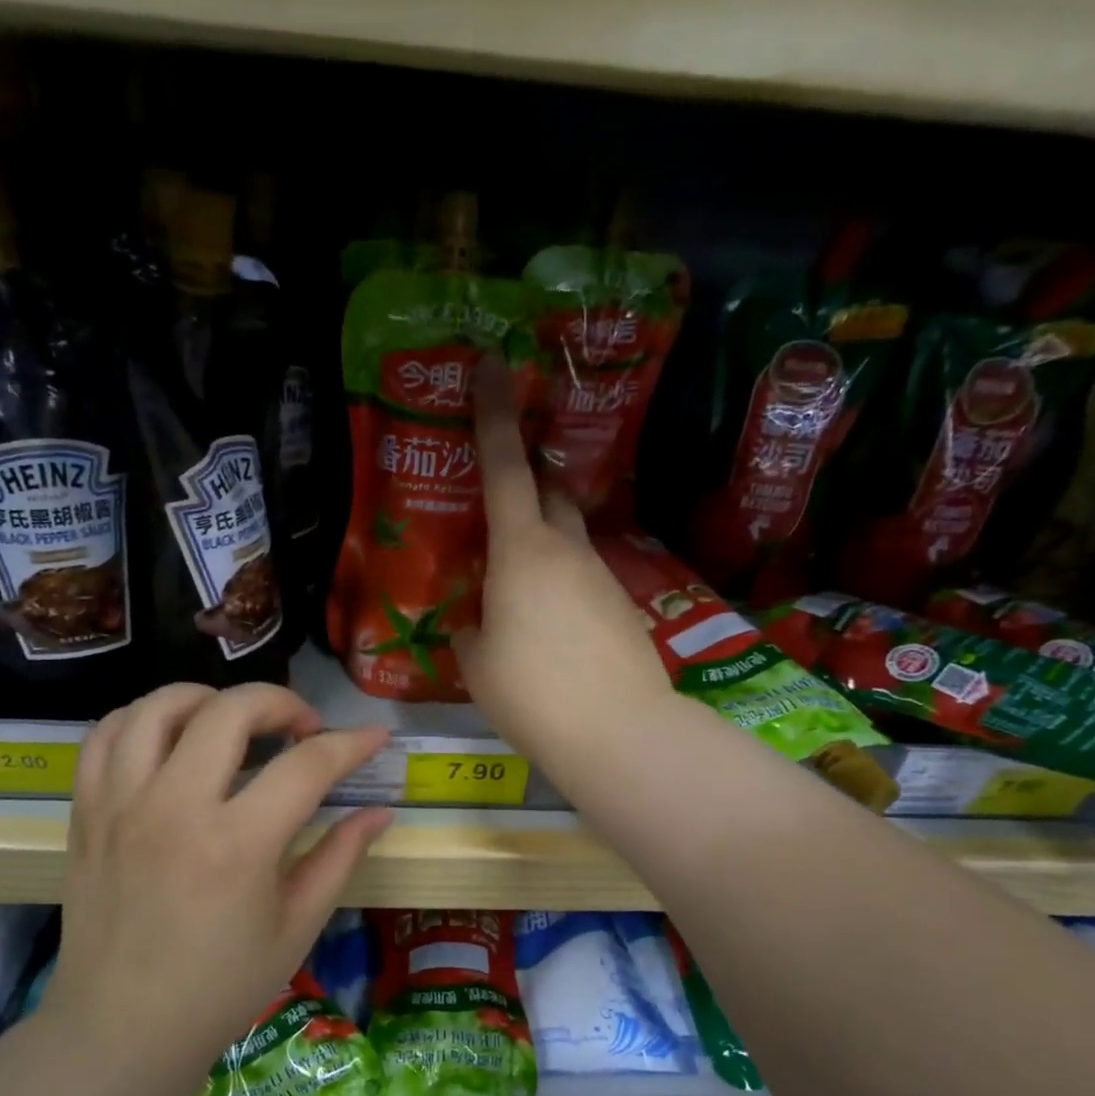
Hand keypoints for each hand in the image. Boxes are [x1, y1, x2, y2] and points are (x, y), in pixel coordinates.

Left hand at [45, 683, 391, 1064]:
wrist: (121, 1029)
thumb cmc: (220, 987)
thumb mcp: (297, 927)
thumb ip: (340, 858)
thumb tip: (380, 812)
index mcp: (237, 845)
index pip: (306, 765)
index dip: (350, 744)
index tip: (372, 737)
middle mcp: (174, 808)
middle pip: (230, 710)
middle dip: (280, 702)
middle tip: (301, 730)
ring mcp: (121, 804)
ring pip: (159, 707)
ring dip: (208, 699)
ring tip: (233, 722)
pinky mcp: (87, 812)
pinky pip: (105, 736)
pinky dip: (141, 719)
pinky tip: (170, 739)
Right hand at [453, 355, 672, 768]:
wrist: (617, 731)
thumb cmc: (531, 691)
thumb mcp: (478, 662)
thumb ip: (472, 630)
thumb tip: (479, 622)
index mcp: (521, 551)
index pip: (502, 467)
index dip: (494, 412)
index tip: (492, 363)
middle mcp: (566, 550)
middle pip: (548, 490)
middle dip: (526, 476)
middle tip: (502, 485)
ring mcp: (601, 576)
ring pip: (567, 536)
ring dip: (542, 539)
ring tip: (515, 581)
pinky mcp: (622, 607)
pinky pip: (582, 577)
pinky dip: (560, 582)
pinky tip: (548, 623)